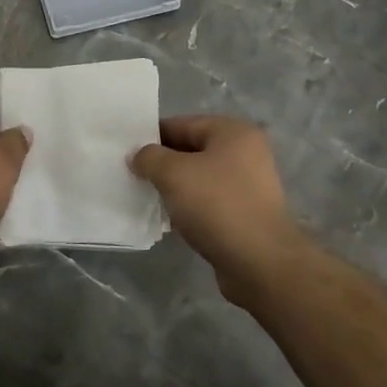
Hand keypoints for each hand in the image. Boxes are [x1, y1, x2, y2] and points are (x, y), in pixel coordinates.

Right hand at [130, 115, 308, 307]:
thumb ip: (149, 158)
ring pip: (199, 178)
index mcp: (233, 132)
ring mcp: (248, 185)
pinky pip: (209, 201)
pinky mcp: (246, 213)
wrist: (260, 262)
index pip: (182, 124)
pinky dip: (189, 207)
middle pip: (191, 150)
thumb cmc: (217, 206)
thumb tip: (137, 156)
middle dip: (162, 163)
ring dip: (174, 187)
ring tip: (147, 198)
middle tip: (132, 176)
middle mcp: (245, 153)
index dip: (152, 136)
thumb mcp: (173, 174)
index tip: (126, 152)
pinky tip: (169, 219)